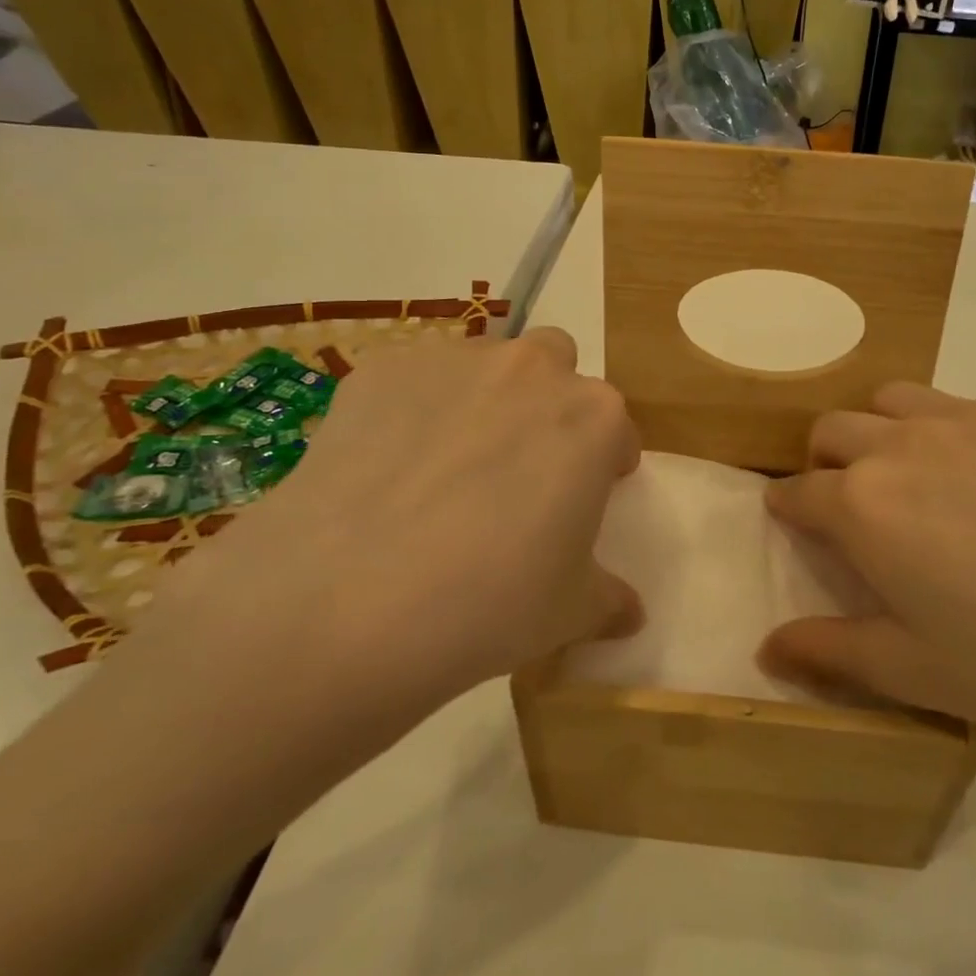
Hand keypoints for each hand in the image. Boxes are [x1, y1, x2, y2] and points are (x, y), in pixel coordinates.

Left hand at [128, 328, 641, 758]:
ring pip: (484, 365)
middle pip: (554, 364)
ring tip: (443, 469)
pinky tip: (384, 469)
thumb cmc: (489, 604)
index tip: (582, 497)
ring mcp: (452, 361)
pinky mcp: (380, 370)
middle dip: (547, 401)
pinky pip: (411, 381)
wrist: (346, 601)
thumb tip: (629, 613)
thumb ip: (609, 599)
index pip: (615, 429)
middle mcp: (531, 371)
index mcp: (593, 418)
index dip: (603, 464)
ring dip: (482, 399)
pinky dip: (411, 410)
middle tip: (518, 466)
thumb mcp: (569, 612)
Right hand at [761, 385, 975, 781]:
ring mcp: (973, 417)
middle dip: (827, 462)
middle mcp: (904, 442)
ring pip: (895, 400)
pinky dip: (963, 435)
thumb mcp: (914, 671)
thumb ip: (828, 652)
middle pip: (834, 428)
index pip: (797, 491)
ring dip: (885, 432)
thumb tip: (765, 648)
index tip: (793, 520)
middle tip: (857, 507)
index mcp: (863, 503)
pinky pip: (973, 409)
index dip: (786, 508)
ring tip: (919, 479)